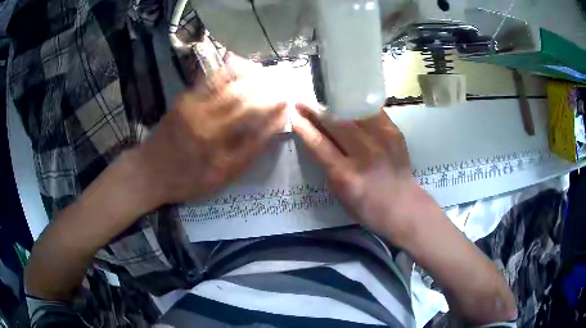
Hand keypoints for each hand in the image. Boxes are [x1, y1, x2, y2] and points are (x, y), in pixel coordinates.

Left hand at [134, 56, 286, 207]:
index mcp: (219, 147)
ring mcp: (194, 107)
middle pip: (245, 99)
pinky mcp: (184, 99)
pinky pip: (210, 80)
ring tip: (267, 74)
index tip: (289, 105)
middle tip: (283, 85)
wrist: (149, 171)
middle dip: (268, 90)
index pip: (256, 124)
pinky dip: (229, 71)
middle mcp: (208, 123)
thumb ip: (246, 154)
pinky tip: (241, 67)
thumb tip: (269, 131)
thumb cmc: (186, 180)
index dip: (275, 113)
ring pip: (230, 85)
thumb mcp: (220, 178)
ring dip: (252, 77)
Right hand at [291, 104, 436, 245]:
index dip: (303, 127)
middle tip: (303, 102)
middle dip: (315, 110)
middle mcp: (363, 154)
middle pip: (335, 124)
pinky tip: (349, 101)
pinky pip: (372, 112)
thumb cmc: (367, 208)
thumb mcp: (339, 194)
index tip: (293, 116)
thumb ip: (327, 167)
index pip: (318, 144)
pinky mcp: (394, 133)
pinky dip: (358, 106)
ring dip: (335, 104)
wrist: (403, 206)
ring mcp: (382, 141)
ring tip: (324, 98)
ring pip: (353, 113)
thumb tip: (317, 141)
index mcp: (345, 175)